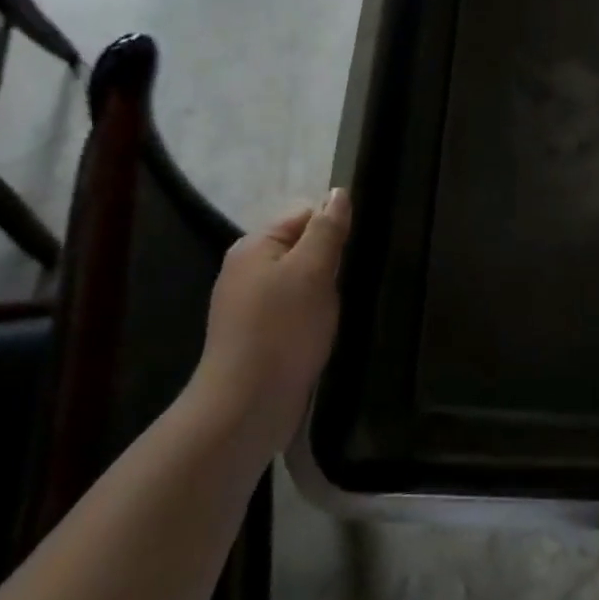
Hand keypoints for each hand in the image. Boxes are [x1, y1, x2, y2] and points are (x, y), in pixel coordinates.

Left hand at [190, 188, 350, 446]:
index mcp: (253, 246)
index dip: (332, 229)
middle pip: (301, 248)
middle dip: (329, 263)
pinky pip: (292, 310)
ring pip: (300, 282)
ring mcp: (247, 305)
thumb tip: (338, 192)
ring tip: (338, 311)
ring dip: (322, 293)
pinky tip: (321, 333)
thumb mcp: (313, 271)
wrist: (246, 407)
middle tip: (347, 285)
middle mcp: (245, 269)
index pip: (304, 215)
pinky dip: (310, 317)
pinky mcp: (256, 336)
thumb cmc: (283, 330)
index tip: (353, 254)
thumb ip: (327, 230)